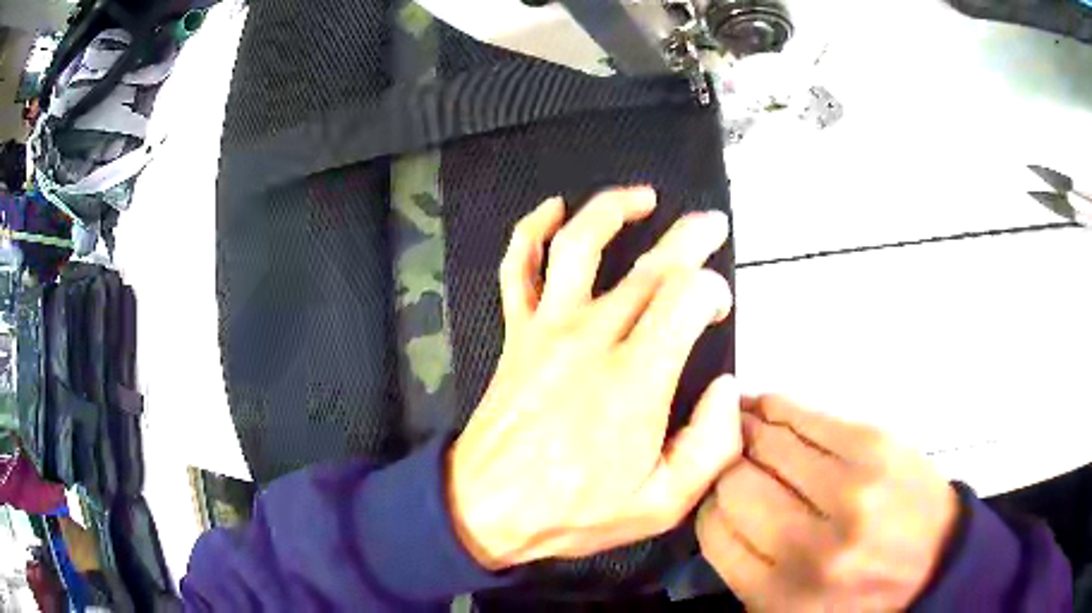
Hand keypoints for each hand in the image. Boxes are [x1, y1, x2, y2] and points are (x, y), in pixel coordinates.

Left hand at [449, 187, 739, 570]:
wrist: (488, 508)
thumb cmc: (576, 511)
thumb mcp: (661, 504)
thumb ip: (711, 447)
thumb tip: (726, 387)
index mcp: (635, 380)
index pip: (686, 298)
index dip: (712, 289)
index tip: (718, 305)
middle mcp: (592, 339)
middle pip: (649, 265)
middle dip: (689, 237)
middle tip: (711, 224)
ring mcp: (547, 329)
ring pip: (579, 245)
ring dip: (611, 210)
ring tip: (643, 198)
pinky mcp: (516, 333)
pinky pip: (517, 269)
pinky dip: (530, 231)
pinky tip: (551, 209)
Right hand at [698, 396, 959, 611]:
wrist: (935, 562)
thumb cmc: (857, 593)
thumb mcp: (790, 608)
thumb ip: (746, 567)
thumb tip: (715, 502)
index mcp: (782, 593)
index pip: (714, 531)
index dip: (708, 505)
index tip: (715, 495)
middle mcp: (812, 545)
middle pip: (736, 483)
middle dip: (723, 466)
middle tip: (727, 458)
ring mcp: (850, 489)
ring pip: (768, 442)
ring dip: (746, 429)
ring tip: (741, 424)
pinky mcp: (876, 445)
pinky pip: (806, 416)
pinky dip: (778, 408)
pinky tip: (768, 409)